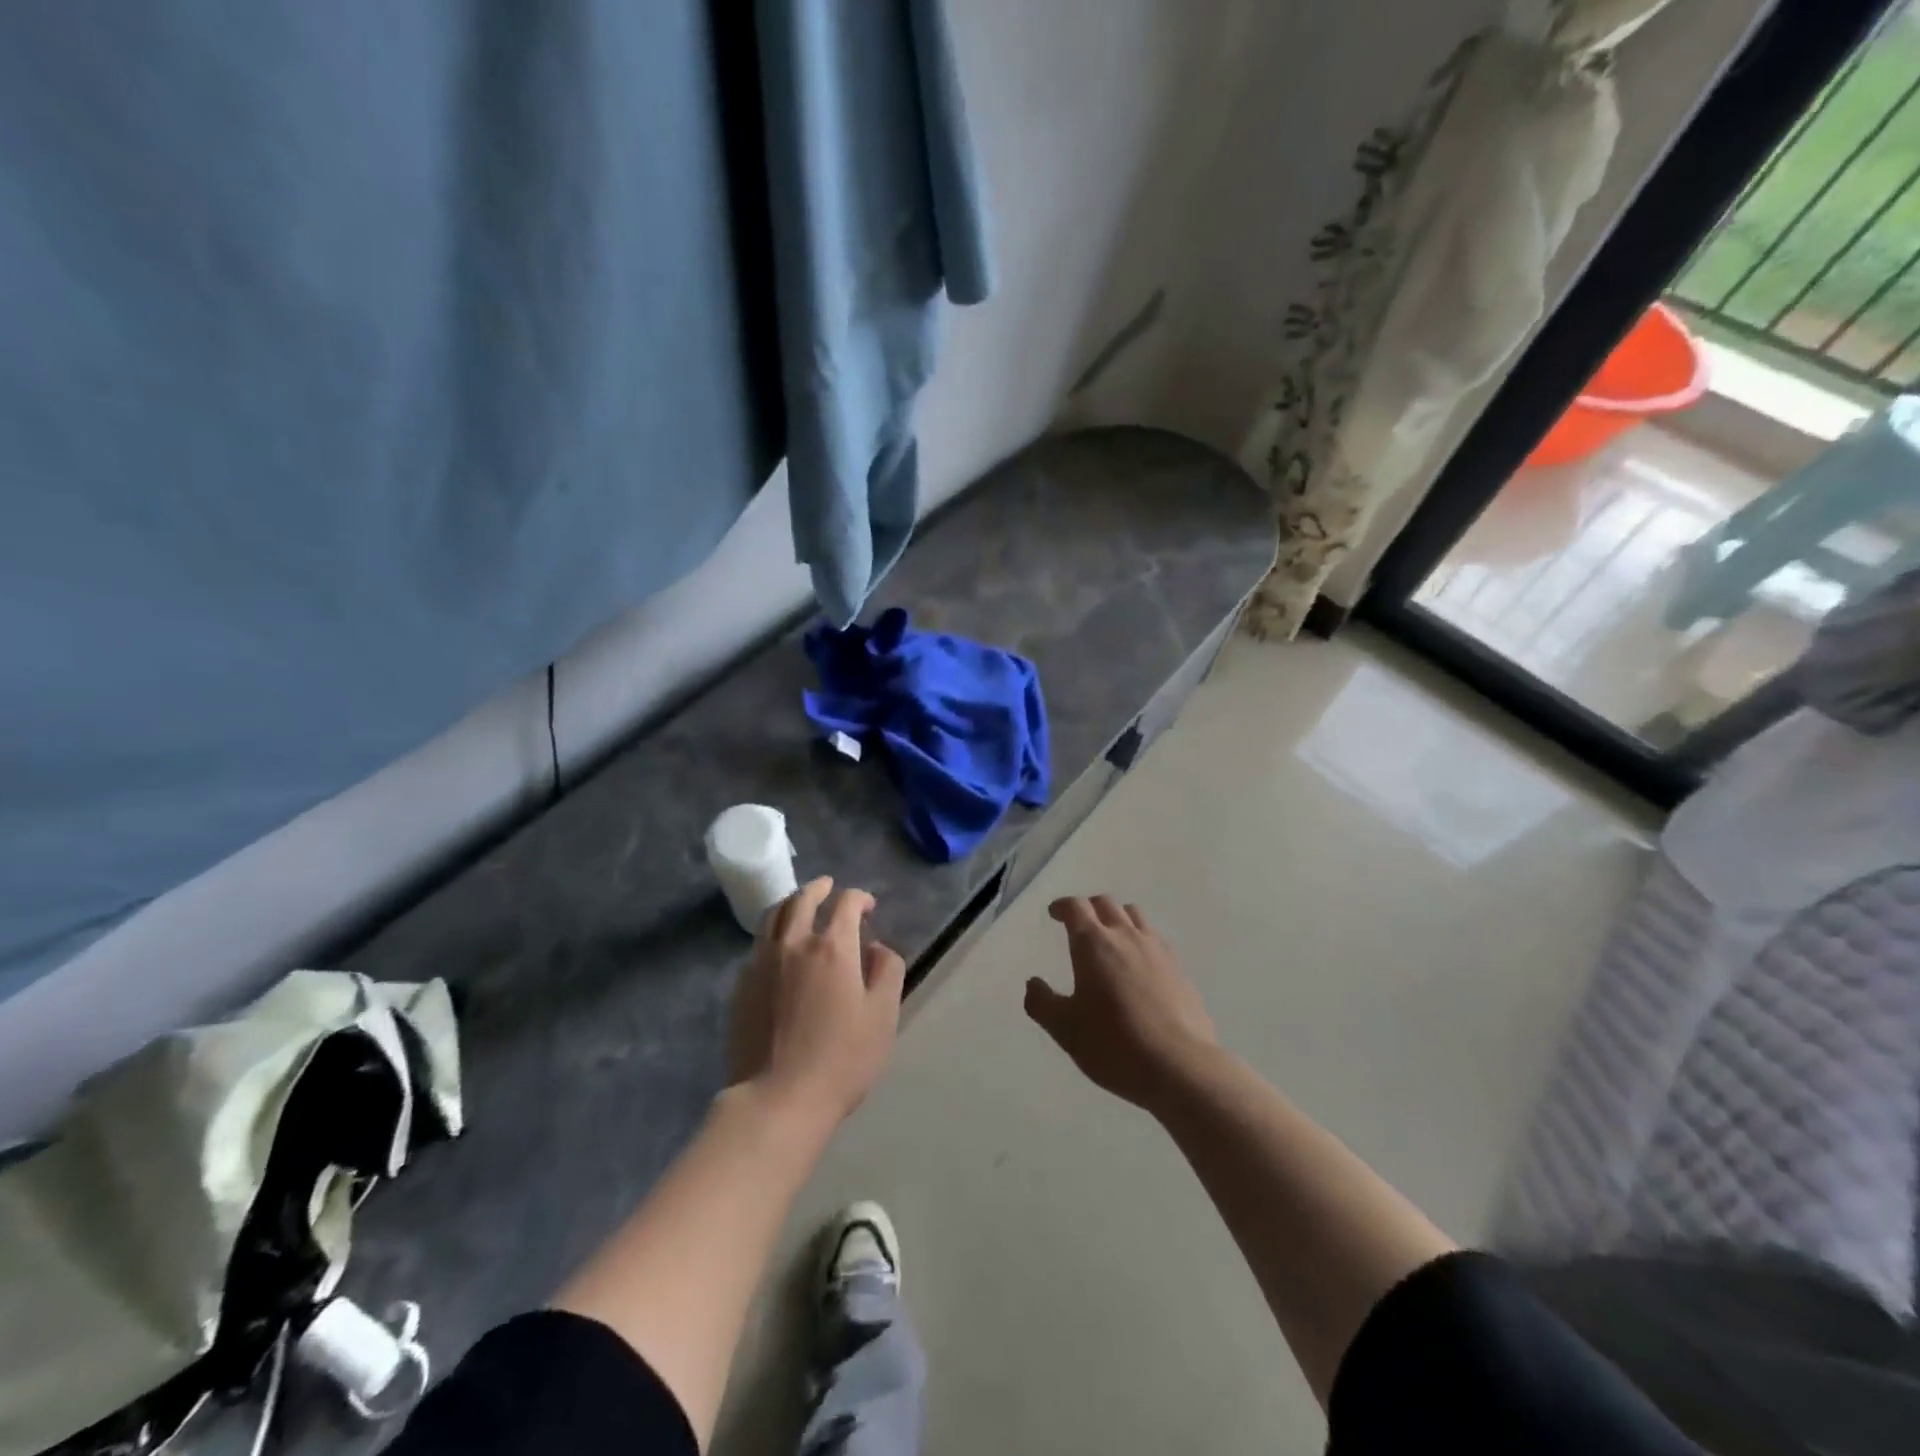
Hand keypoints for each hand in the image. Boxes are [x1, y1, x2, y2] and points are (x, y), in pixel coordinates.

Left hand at [730, 877, 905, 1126]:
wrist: (778, 1099)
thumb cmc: (841, 1059)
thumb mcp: (883, 1015)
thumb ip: (887, 971)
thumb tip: (877, 947)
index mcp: (832, 947)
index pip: (845, 904)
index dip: (859, 897)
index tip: (868, 906)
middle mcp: (793, 943)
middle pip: (803, 899)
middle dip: (819, 888)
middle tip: (829, 887)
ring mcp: (762, 963)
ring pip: (773, 916)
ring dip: (791, 903)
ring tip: (800, 906)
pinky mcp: (742, 986)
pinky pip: (757, 945)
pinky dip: (772, 934)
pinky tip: (778, 948)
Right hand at [1025, 896, 1218, 1109]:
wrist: (1180, 1067)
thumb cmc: (1114, 1044)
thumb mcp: (1065, 1029)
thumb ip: (1042, 1003)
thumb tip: (1033, 984)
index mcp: (1094, 944)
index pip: (1076, 907)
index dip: (1063, 906)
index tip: (1054, 913)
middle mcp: (1126, 936)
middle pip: (1107, 904)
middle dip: (1089, 907)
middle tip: (1079, 923)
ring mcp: (1157, 950)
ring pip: (1135, 916)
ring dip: (1118, 918)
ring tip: (1111, 939)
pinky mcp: (1180, 969)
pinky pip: (1156, 940)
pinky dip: (1141, 940)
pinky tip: (1139, 966)